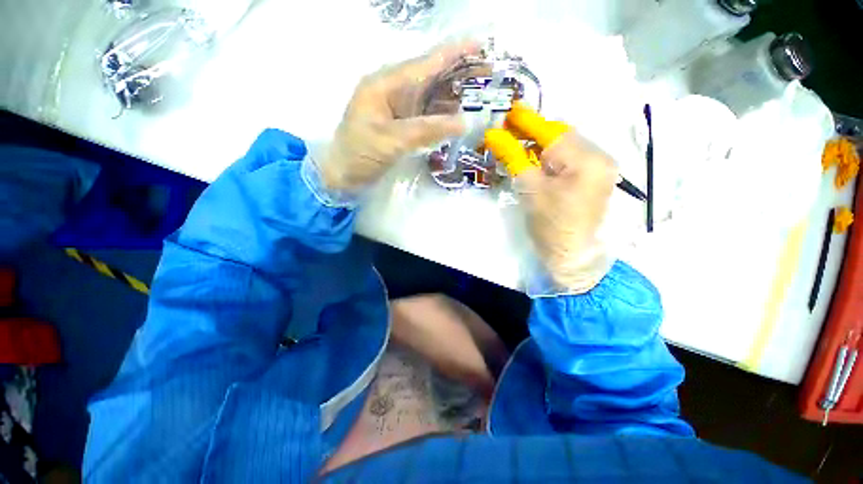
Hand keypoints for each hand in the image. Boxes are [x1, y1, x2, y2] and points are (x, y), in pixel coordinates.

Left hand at [319, 41, 479, 192]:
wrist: (342, 175)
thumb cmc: (359, 154)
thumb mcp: (392, 140)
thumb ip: (427, 129)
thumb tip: (462, 122)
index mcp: (385, 85)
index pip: (424, 64)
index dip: (453, 53)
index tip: (479, 45)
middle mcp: (392, 90)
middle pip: (430, 77)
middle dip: (458, 74)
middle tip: (487, 74)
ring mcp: (396, 108)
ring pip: (430, 97)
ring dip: (453, 96)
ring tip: (478, 94)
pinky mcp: (400, 124)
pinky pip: (425, 115)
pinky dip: (441, 115)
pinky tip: (456, 116)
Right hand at [485, 103, 617, 292]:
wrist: (571, 256)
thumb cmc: (550, 226)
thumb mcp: (529, 189)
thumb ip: (514, 158)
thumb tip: (495, 135)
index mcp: (587, 160)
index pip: (552, 132)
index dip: (528, 121)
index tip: (510, 109)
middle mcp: (599, 158)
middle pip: (562, 136)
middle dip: (535, 133)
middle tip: (509, 129)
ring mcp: (599, 169)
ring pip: (566, 147)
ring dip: (541, 145)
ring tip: (518, 143)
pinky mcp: (593, 179)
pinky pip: (570, 159)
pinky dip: (551, 157)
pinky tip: (536, 159)